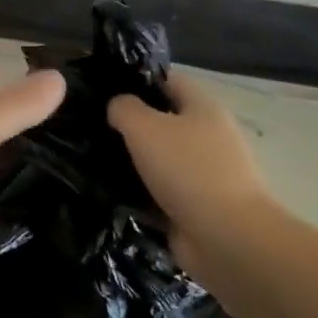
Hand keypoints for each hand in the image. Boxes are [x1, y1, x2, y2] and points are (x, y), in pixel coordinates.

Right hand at [107, 72, 272, 266]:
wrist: (226, 237)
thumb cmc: (187, 170)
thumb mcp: (145, 127)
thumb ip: (124, 109)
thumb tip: (117, 106)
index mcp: (203, 108)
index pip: (168, 80)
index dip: (137, 80)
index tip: (103, 89)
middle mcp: (208, 137)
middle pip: (164, 121)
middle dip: (131, 125)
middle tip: (91, 127)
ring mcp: (205, 174)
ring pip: (160, 159)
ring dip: (133, 162)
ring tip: (93, 161)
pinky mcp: (197, 207)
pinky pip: (161, 193)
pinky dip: (140, 194)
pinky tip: (110, 194)